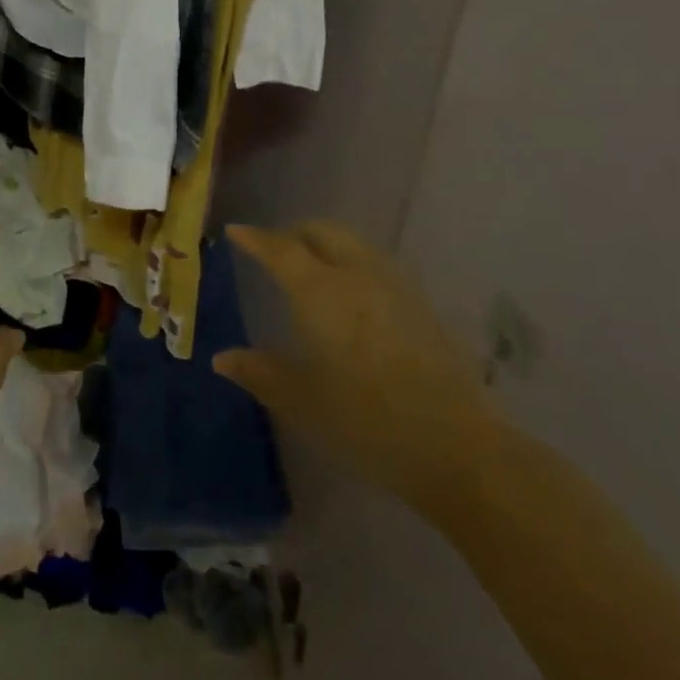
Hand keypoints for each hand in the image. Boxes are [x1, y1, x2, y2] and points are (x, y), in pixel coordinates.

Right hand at [215, 222, 502, 515]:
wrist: (458, 448)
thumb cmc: (366, 421)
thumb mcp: (303, 401)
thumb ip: (261, 373)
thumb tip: (222, 358)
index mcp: (320, 291)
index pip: (280, 249)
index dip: (256, 238)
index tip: (236, 231)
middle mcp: (356, 275)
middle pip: (322, 232)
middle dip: (294, 234)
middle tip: (275, 250)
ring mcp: (394, 287)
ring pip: (353, 244)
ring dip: (327, 245)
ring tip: (312, 269)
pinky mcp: (421, 306)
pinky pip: (376, 266)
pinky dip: (353, 265)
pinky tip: (353, 298)